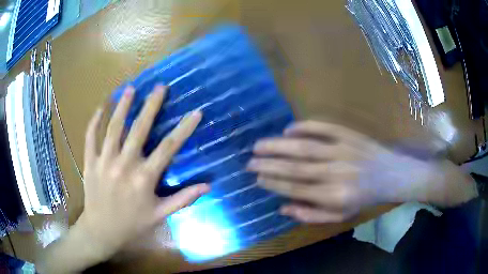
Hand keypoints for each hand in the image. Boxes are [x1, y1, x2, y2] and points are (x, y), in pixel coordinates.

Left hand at [77, 85, 208, 258]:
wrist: (102, 230)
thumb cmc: (132, 224)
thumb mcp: (159, 214)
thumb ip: (183, 199)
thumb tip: (208, 186)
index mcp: (144, 178)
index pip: (168, 148)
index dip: (184, 129)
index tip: (196, 112)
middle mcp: (124, 165)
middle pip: (139, 129)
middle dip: (151, 105)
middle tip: (160, 86)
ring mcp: (104, 161)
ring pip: (113, 128)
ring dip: (123, 106)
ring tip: (131, 88)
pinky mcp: (90, 162)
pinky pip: (91, 137)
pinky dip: (95, 121)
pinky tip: (101, 107)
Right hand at [247, 121, 439, 222]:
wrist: (391, 175)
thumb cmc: (364, 198)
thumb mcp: (340, 216)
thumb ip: (311, 215)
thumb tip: (283, 208)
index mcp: (334, 195)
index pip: (296, 188)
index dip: (274, 183)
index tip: (257, 178)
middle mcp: (335, 172)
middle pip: (296, 167)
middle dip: (269, 164)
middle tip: (250, 162)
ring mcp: (342, 149)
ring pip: (305, 146)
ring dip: (279, 145)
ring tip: (259, 145)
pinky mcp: (348, 134)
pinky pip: (323, 127)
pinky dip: (304, 126)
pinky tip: (288, 129)